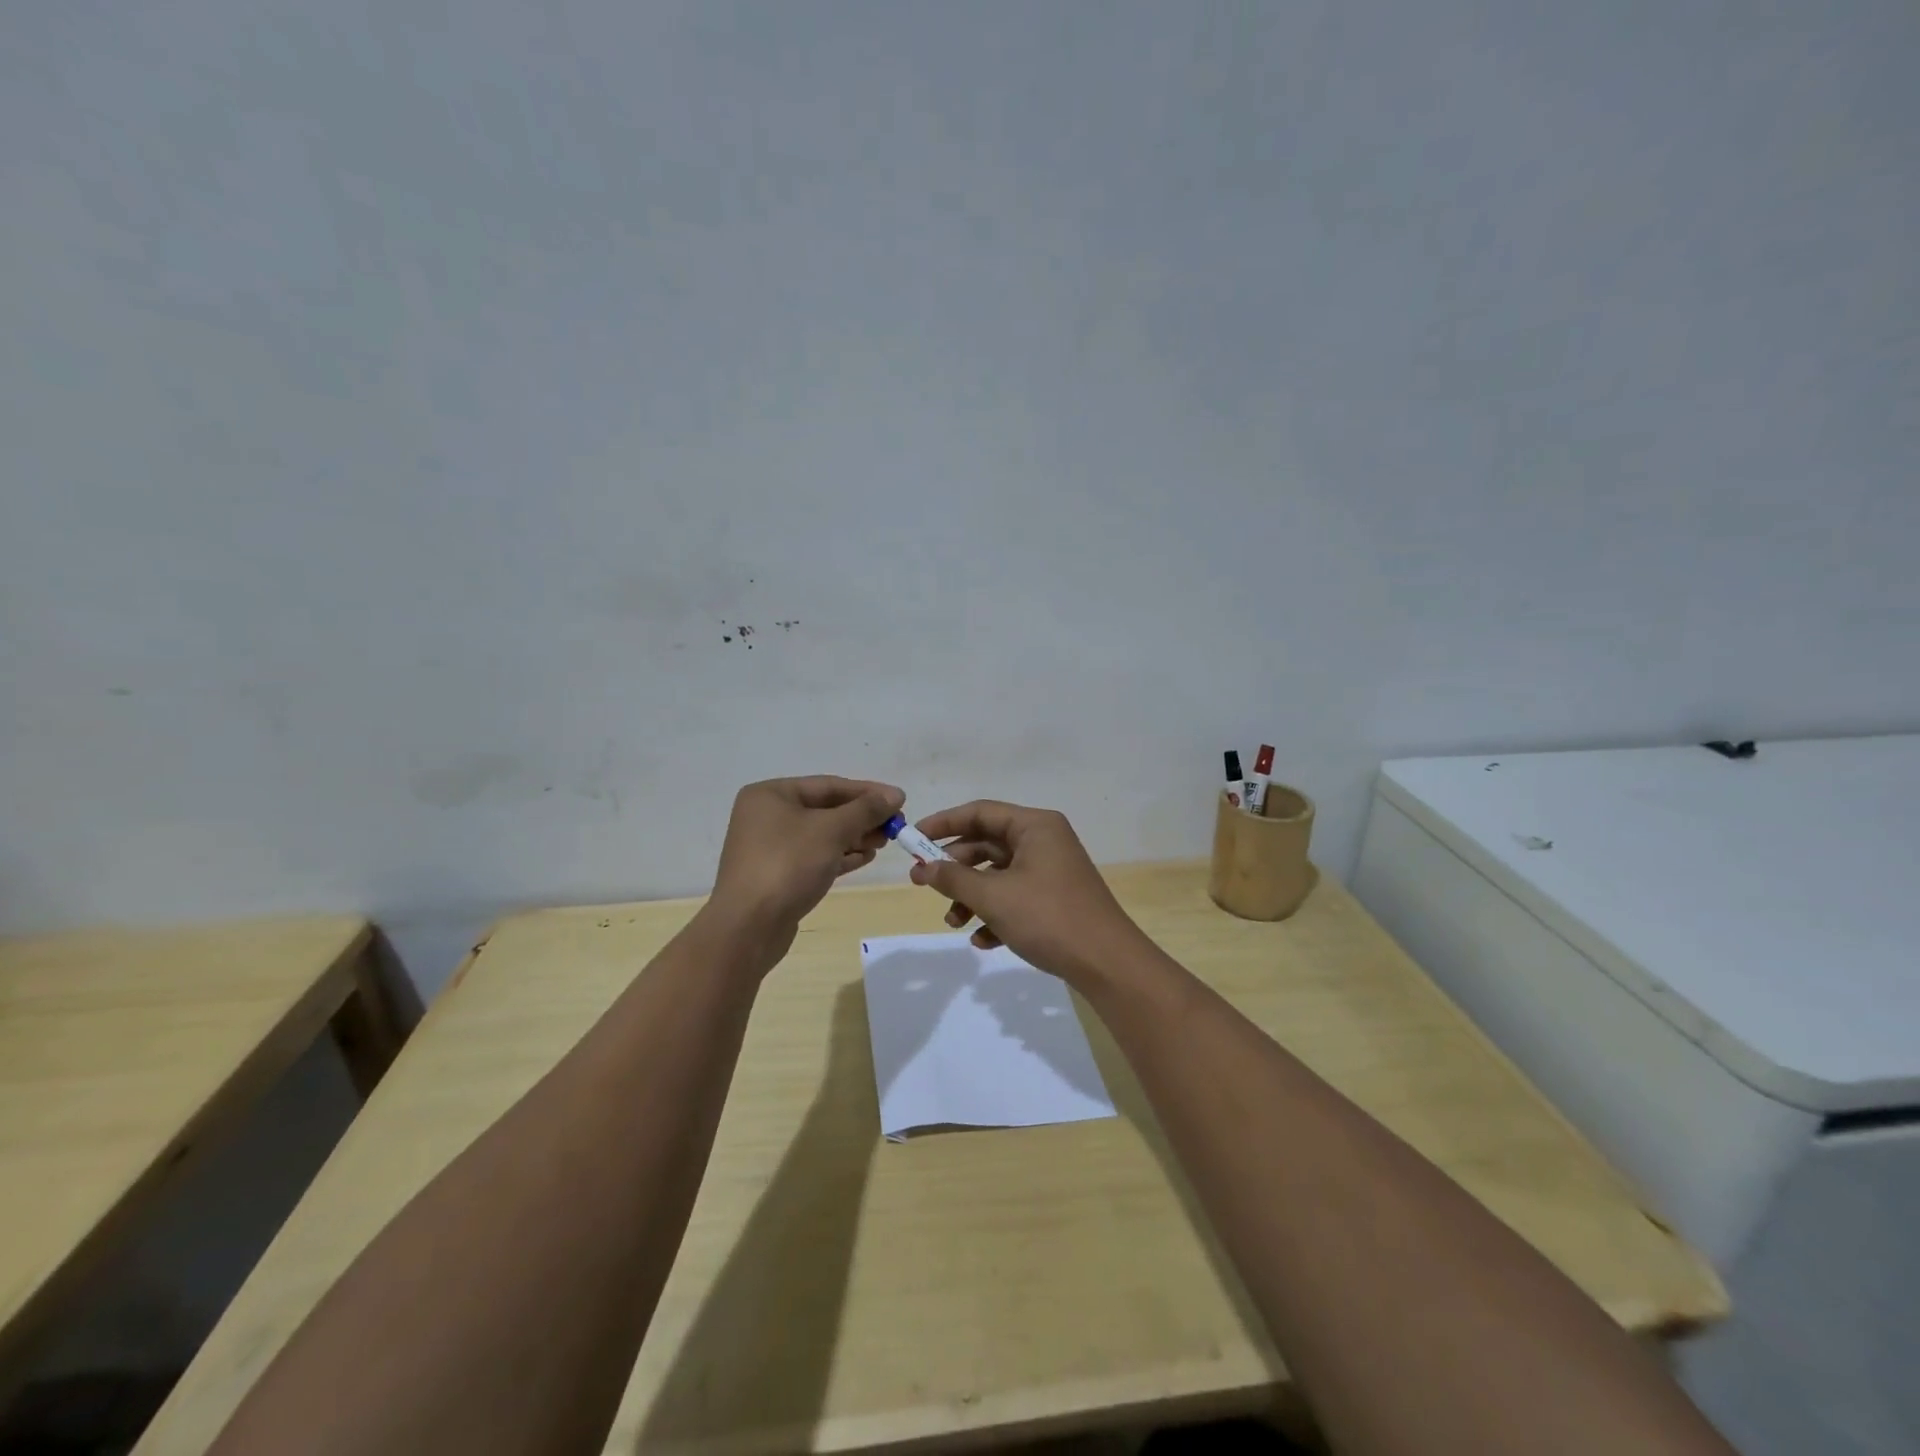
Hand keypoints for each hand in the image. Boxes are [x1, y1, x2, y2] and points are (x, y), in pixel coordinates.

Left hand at [710, 776, 904, 957]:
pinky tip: (865, 857)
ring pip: (821, 835)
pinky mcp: (778, 875)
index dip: (867, 792)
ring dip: (854, 836)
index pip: (828, 785)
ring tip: (884, 842)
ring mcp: (770, 847)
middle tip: (895, 826)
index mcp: (770, 795)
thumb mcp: (831, 830)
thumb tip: (894, 795)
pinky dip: (840, 855)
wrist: (748, 927)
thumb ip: (865, 810)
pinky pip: (815, 857)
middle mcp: (766, 816)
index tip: (900, 800)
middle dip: (862, 816)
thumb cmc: (788, 865)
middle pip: (825, 809)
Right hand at [908, 800, 1147, 986]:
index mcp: (1035, 826)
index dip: (943, 823)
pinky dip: (995, 914)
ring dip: (972, 897)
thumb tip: (923, 868)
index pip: (980, 812)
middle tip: (921, 884)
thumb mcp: (994, 897)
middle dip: (954, 867)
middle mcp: (1044, 841)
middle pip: (987, 844)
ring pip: (998, 874)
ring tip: (954, 923)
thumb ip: (954, 878)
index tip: (912, 839)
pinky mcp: (1055, 899)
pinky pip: (1015, 897)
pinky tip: (982, 940)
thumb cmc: (1048, 917)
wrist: (1107, 963)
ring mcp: (1051, 871)